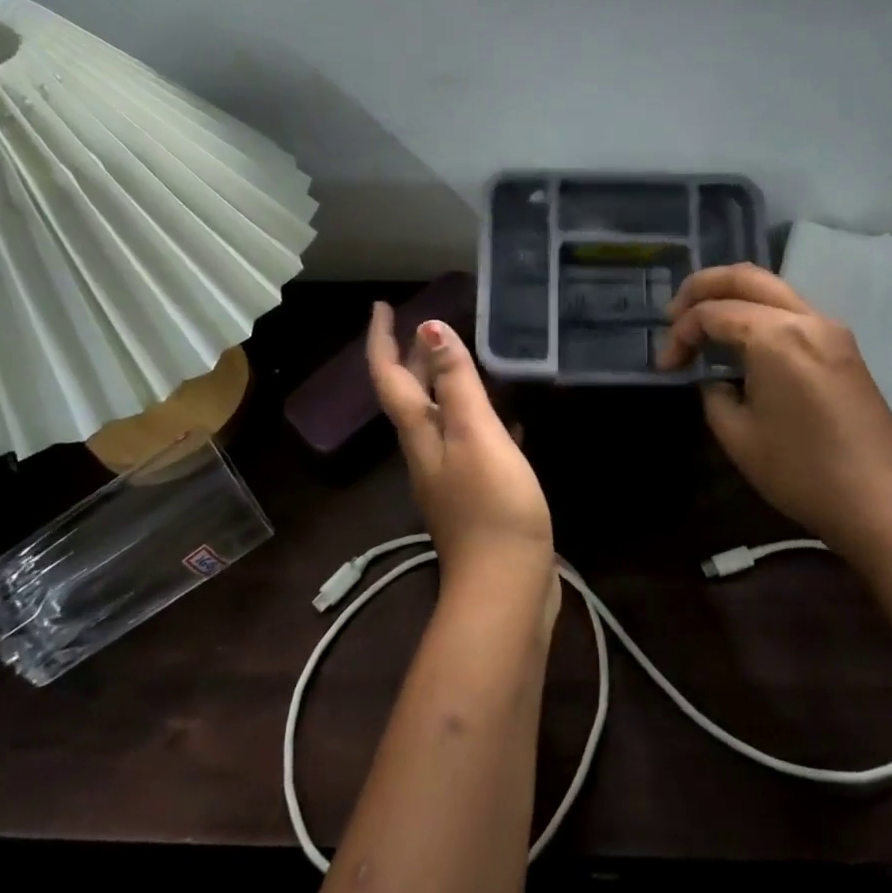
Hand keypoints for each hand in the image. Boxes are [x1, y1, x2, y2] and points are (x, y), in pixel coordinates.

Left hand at [368, 303, 556, 598]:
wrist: (505, 586)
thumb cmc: (492, 504)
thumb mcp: (474, 435)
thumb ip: (455, 384)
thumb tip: (429, 328)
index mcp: (420, 434)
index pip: (390, 377)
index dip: (382, 340)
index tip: (381, 306)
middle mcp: (428, 452)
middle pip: (412, 396)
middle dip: (415, 358)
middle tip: (431, 325)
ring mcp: (452, 476)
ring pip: (442, 419)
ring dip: (447, 386)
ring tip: (467, 360)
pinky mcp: (478, 495)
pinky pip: (473, 444)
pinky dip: (482, 422)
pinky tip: (510, 420)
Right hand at [658, 264, 891, 550]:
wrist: (885, 504)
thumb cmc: (804, 472)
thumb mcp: (738, 436)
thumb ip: (714, 394)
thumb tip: (714, 380)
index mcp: (776, 336)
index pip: (713, 312)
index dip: (679, 334)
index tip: (665, 368)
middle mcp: (805, 318)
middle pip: (745, 277)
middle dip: (701, 288)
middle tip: (672, 315)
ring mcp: (830, 330)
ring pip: (771, 289)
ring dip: (731, 297)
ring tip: (701, 323)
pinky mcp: (842, 348)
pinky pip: (790, 311)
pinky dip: (757, 312)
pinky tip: (740, 339)